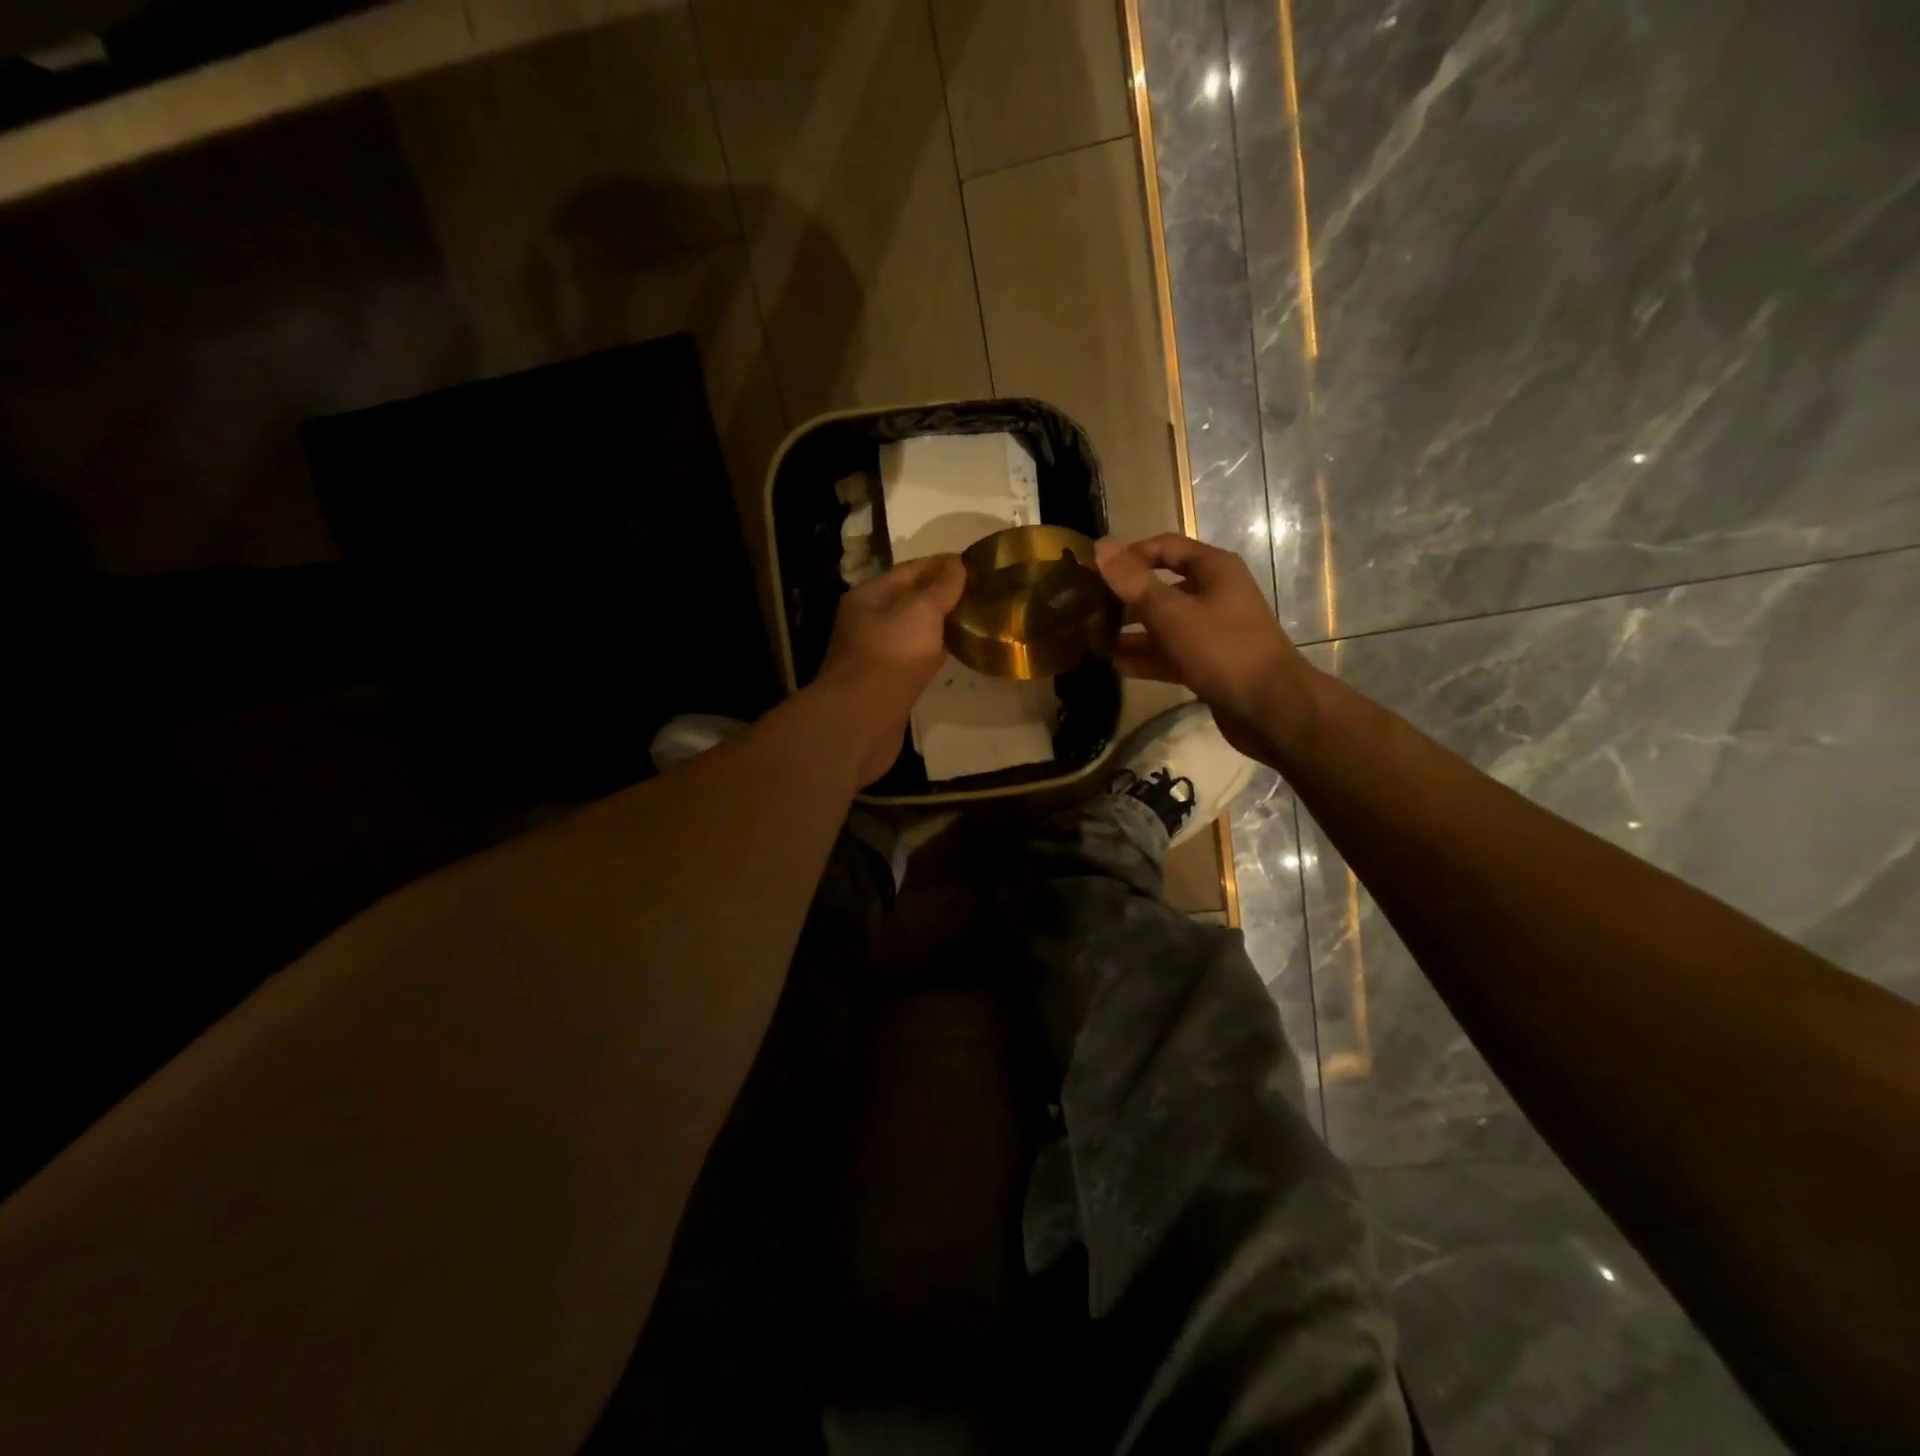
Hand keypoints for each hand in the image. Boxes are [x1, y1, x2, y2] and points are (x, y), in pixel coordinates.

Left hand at [814, 554, 966, 783]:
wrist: (861, 720)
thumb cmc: (890, 657)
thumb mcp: (920, 612)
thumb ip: (940, 587)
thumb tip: (957, 563)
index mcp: (869, 595)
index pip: (911, 569)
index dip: (944, 565)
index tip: (978, 565)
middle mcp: (868, 620)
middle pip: (911, 600)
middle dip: (944, 595)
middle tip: (983, 593)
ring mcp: (875, 653)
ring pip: (914, 630)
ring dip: (941, 624)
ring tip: (976, 620)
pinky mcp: (886, 682)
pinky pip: (915, 657)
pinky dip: (935, 651)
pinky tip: (956, 653)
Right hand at [1094, 534, 1317, 762]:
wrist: (1270, 707)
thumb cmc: (1221, 648)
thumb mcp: (1171, 612)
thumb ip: (1133, 581)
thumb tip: (1100, 546)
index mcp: (1213, 569)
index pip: (1165, 547)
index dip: (1130, 554)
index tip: (1095, 571)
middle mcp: (1215, 594)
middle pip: (1162, 587)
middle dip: (1126, 598)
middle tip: (1088, 609)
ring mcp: (1214, 631)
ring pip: (1165, 624)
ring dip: (1132, 632)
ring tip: (1095, 641)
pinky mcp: (1210, 664)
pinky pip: (1172, 654)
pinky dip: (1147, 658)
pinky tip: (1117, 665)